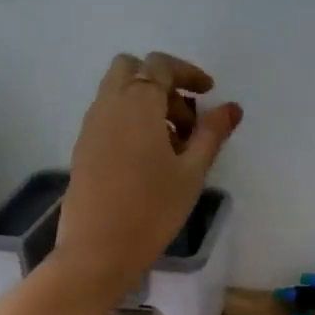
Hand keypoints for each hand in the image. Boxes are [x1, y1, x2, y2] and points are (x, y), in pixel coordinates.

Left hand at [53, 52, 241, 297]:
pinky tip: (148, 158)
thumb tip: (232, 107)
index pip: (160, 65)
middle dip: (161, 82)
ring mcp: (90, 126)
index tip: (209, 93)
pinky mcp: (83, 148)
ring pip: (117, 92)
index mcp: (137, 103)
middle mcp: (108, 105)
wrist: (98, 249)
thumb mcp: (191, 172)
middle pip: (131, 68)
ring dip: (146, 102)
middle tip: (186, 118)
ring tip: (172, 144)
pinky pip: (108, 116)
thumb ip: (211, 134)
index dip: (188, 72)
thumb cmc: (152, 209)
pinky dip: (130, 120)